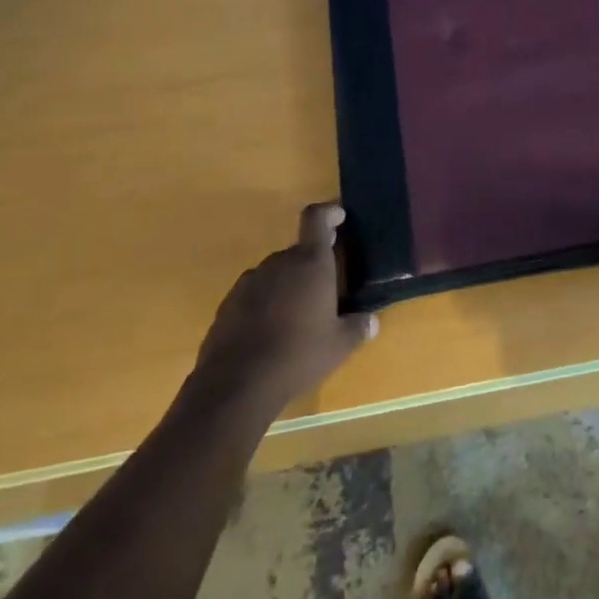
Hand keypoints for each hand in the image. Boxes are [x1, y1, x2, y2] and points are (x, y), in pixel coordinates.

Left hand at [192, 203, 377, 409]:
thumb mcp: (339, 346)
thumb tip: (371, 321)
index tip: (339, 217)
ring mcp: (249, 282)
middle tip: (325, 292)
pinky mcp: (228, 304)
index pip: (317, 219)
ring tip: (297, 317)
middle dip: (312, 265)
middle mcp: (279, 263)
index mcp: (311, 263)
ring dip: (288, 286)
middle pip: (298, 252)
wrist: (235, 385)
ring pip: (276, 273)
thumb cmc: (298, 356)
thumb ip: (357, 328)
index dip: (329, 213)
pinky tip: (270, 333)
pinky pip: (255, 294)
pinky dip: (265, 304)